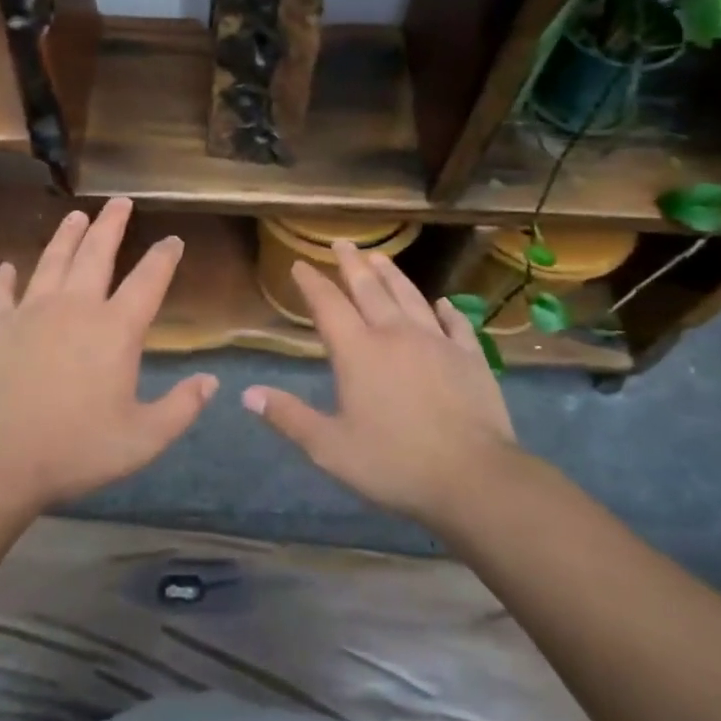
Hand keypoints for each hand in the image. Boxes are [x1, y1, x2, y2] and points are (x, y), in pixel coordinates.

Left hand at [0, 197, 217, 510]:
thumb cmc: (75, 449)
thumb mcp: (142, 439)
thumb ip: (181, 408)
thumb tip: (211, 381)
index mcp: (115, 329)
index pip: (148, 281)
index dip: (164, 257)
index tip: (173, 240)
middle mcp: (75, 307)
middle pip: (97, 254)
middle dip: (112, 225)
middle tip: (120, 201)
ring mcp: (31, 311)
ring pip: (52, 260)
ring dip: (66, 235)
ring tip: (76, 214)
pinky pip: (2, 292)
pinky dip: (6, 277)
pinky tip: (7, 267)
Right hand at [242, 243, 525, 527]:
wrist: (473, 477)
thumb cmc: (394, 462)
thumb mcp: (330, 448)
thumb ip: (289, 417)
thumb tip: (248, 394)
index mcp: (358, 352)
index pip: (329, 305)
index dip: (312, 283)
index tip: (300, 264)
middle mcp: (395, 334)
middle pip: (369, 289)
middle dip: (352, 264)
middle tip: (343, 243)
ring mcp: (436, 342)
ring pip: (410, 296)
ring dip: (392, 274)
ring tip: (381, 257)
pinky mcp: (469, 357)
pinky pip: (455, 324)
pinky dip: (446, 310)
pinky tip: (443, 303)